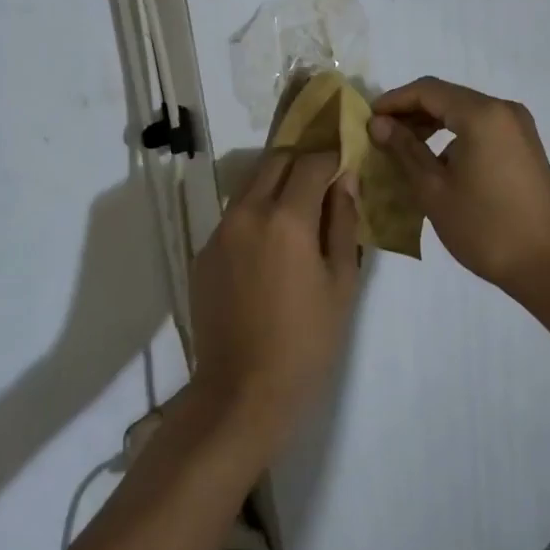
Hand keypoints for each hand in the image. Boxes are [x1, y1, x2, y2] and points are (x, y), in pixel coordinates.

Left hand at [188, 150, 361, 450]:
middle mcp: (247, 213)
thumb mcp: (341, 282)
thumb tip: (345, 181)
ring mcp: (219, 232)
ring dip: (276, 185)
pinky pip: (234, 217)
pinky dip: (256, 215)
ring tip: (298, 215)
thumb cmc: (307, 341)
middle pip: (275, 161)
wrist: (243, 392)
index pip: (311, 161)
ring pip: (250, 185)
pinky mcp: (203, 253)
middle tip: (324, 183)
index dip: (332, 157)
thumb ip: (343, 223)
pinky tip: (270, 250)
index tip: (346, 164)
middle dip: (302, 162)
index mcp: (286, 218)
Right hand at [369, 77, 549, 297]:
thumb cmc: (484, 228)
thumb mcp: (434, 189)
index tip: (366, 118)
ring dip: (432, 124)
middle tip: (380, 134)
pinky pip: (482, 127)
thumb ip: (404, 150)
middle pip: (448, 97)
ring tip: (403, 149)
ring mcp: (519, 127)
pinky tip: (437, 162)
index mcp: (482, 115)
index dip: (394, 100)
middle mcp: (504, 110)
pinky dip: (455, 135)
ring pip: (465, 112)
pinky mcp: (525, 145)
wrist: (546, 266)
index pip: (428, 90)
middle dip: (411, 111)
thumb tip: (378, 123)